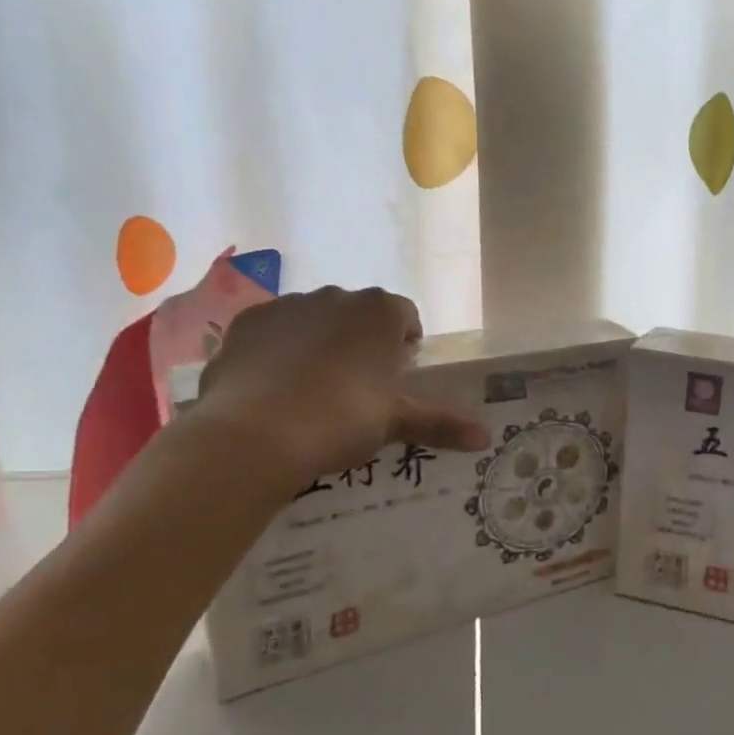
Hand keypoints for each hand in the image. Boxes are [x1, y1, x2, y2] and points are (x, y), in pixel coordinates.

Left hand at [188, 287, 488, 495]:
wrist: (256, 432)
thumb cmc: (343, 418)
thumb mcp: (396, 422)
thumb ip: (441, 423)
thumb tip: (486, 438)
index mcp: (380, 311)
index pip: (405, 316)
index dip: (405, 344)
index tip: (398, 375)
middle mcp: (337, 296)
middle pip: (359, 314)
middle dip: (362, 341)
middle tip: (359, 387)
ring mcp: (288, 304)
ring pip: (315, 319)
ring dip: (321, 342)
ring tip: (313, 390)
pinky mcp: (247, 322)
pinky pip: (274, 331)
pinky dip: (279, 350)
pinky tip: (274, 387)